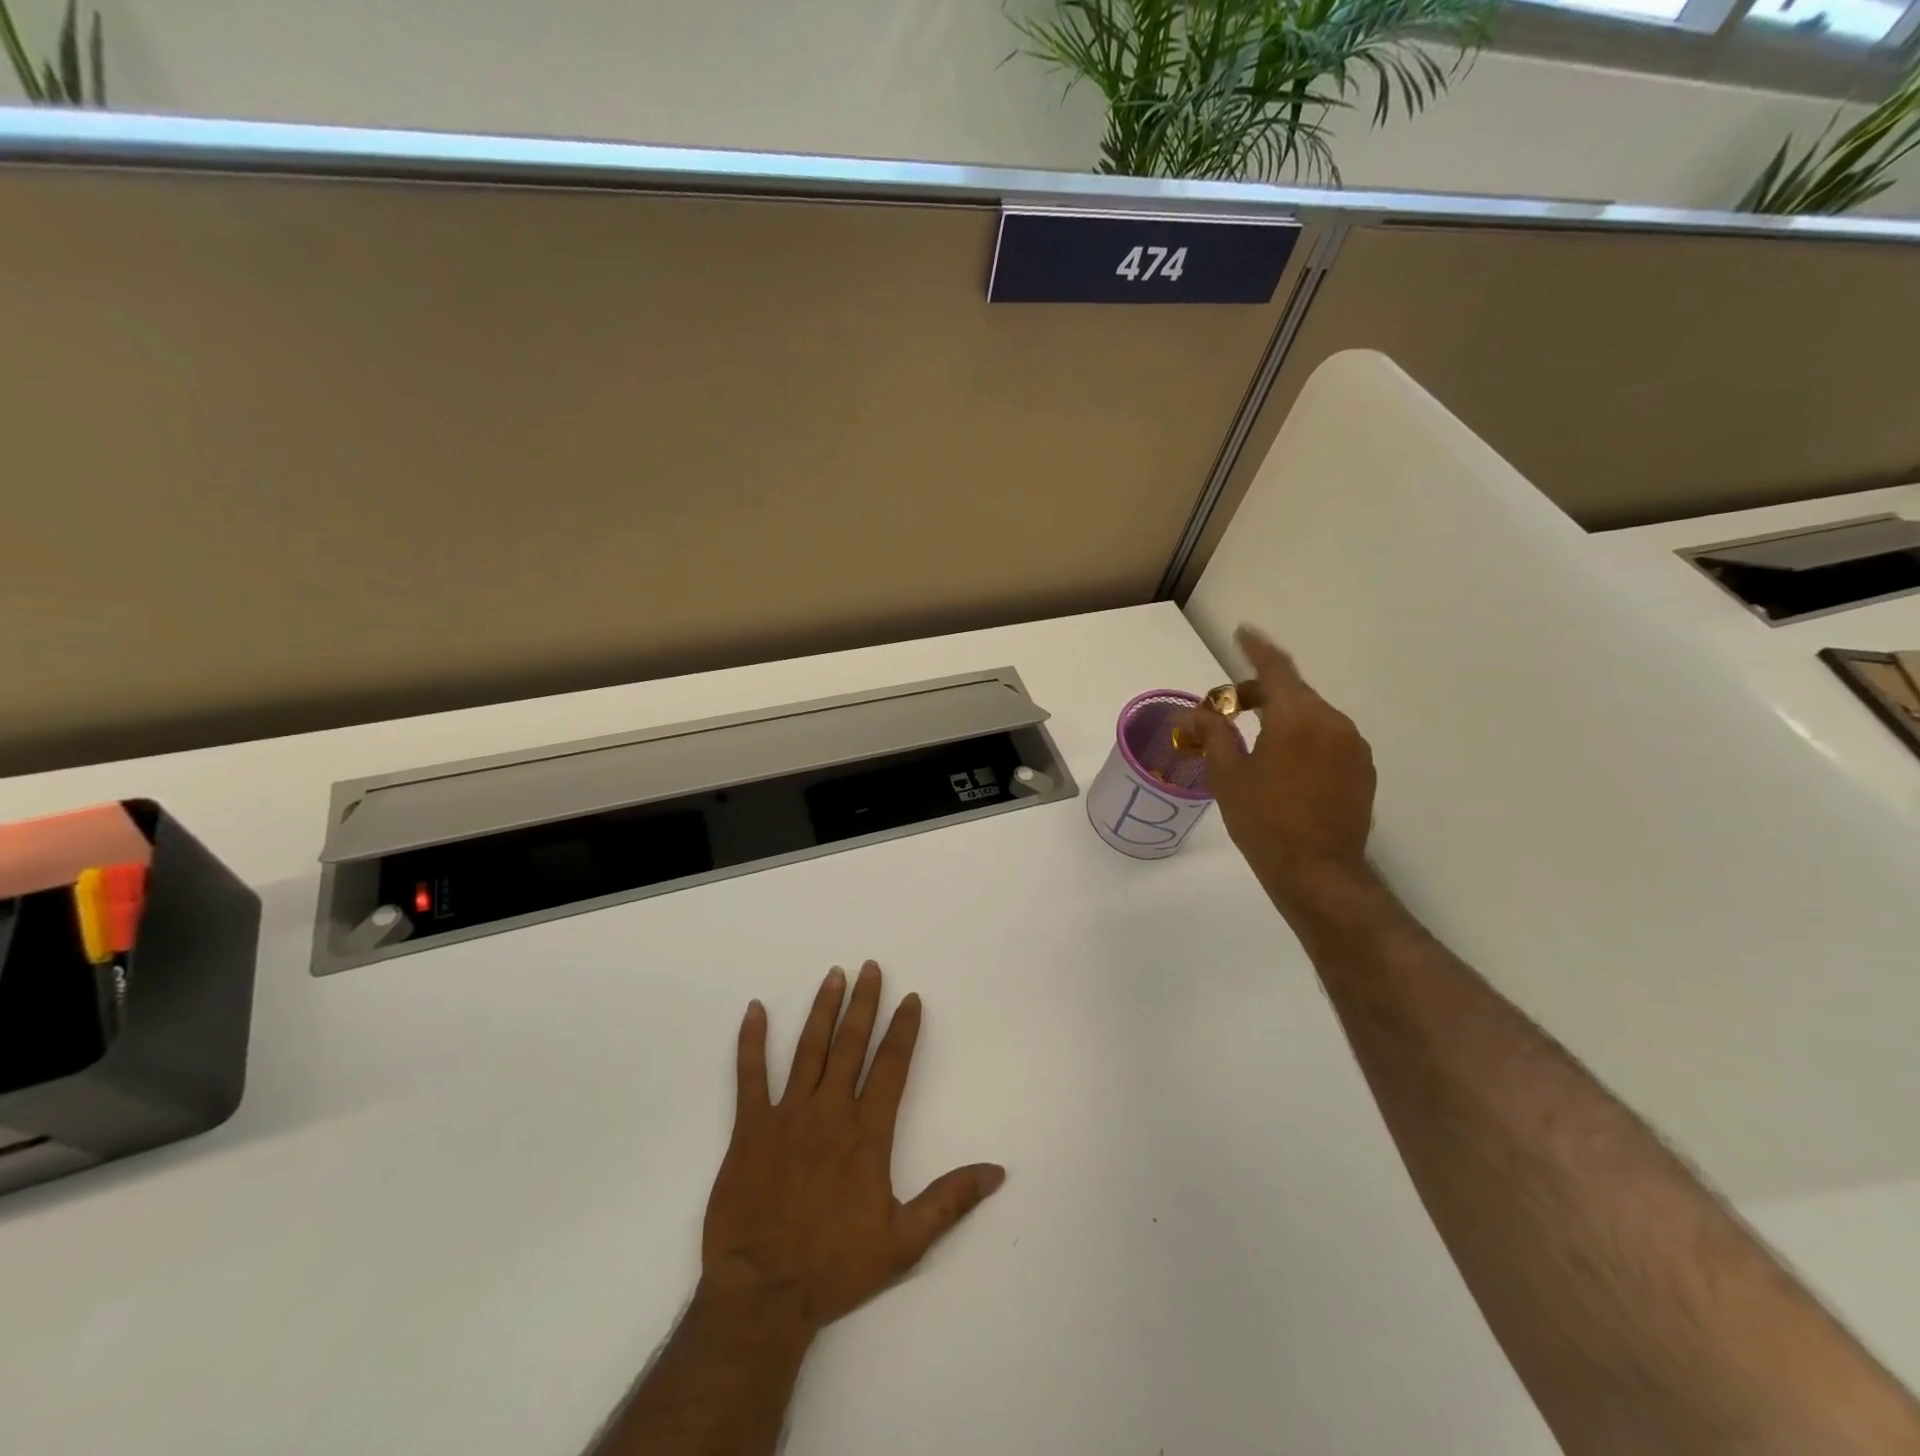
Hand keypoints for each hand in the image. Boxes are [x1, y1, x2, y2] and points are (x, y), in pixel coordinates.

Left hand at [698, 962, 1005, 1344]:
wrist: (763, 1294)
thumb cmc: (835, 1266)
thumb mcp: (905, 1241)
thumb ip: (950, 1200)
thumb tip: (997, 1172)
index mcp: (866, 1133)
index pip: (891, 1066)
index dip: (903, 1030)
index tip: (911, 998)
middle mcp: (829, 1112)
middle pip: (851, 1045)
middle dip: (864, 1003)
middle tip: (871, 967)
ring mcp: (787, 1115)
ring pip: (809, 1049)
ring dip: (822, 1010)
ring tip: (834, 975)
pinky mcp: (750, 1128)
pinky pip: (750, 1075)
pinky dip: (751, 1041)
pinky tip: (754, 1010)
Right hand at [1180, 625, 1376, 902]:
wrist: (1318, 873)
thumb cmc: (1264, 822)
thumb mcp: (1227, 776)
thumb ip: (1214, 733)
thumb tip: (1199, 712)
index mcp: (1298, 717)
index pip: (1276, 668)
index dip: (1255, 648)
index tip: (1243, 632)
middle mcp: (1333, 722)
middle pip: (1294, 693)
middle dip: (1261, 693)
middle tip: (1230, 709)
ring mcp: (1353, 747)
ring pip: (1312, 717)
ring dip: (1283, 718)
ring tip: (1255, 742)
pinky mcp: (1362, 770)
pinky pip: (1328, 739)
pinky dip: (1303, 739)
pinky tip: (1284, 766)